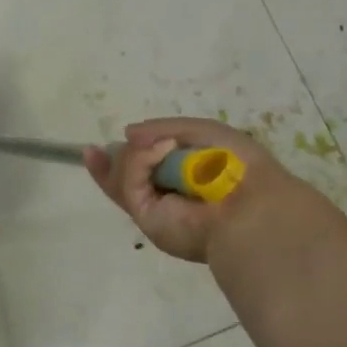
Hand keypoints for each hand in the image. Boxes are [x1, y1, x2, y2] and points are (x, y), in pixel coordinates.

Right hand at [84, 116, 311, 263]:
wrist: (253, 204)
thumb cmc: (236, 165)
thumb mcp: (202, 131)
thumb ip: (162, 128)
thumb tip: (127, 133)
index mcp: (183, 179)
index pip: (144, 170)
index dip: (120, 158)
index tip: (93, 148)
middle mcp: (166, 198)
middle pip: (122, 179)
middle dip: (109, 163)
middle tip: (94, 150)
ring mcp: (155, 209)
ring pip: (121, 176)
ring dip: (139, 154)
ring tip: (166, 147)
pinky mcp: (147, 219)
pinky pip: (129, 182)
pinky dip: (141, 160)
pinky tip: (163, 150)